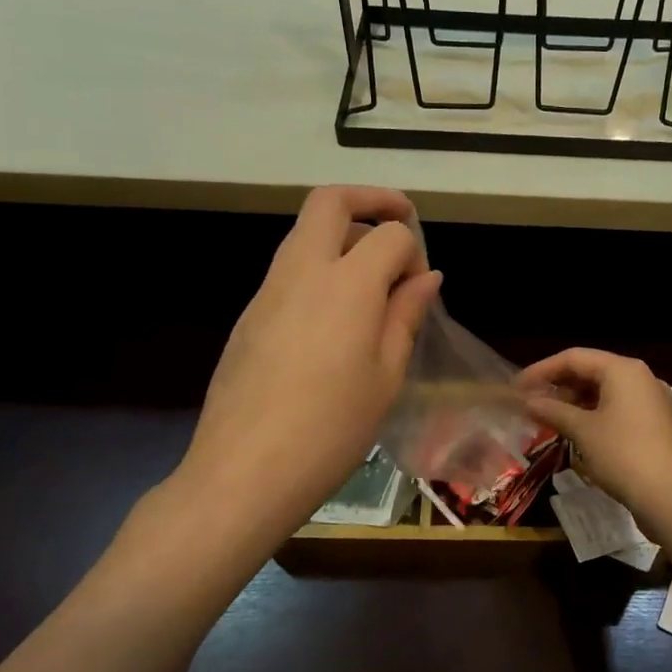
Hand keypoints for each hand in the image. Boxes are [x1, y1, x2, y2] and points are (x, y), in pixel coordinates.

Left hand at [172, 186, 440, 539]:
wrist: (245, 471)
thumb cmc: (332, 428)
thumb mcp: (387, 375)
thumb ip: (406, 315)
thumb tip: (426, 277)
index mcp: (347, 283)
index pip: (390, 234)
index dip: (414, 251)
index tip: (420, 288)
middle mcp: (303, 270)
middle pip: (330, 201)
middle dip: (371, 199)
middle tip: (400, 220)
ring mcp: (268, 290)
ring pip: (304, 232)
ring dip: (342, 234)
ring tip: (371, 278)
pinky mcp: (249, 314)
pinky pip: (289, 269)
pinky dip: (319, 268)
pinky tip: (335, 319)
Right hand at [517, 348, 671, 528]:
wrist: (669, 496)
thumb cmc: (622, 454)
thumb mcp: (582, 431)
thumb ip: (553, 411)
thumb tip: (528, 402)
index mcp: (623, 369)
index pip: (574, 358)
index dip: (542, 370)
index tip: (517, 387)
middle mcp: (640, 377)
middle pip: (591, 371)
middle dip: (559, 385)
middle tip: (531, 402)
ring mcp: (651, 400)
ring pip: (605, 390)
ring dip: (575, 401)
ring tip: (548, 417)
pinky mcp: (655, 422)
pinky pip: (618, 407)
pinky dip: (594, 413)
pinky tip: (576, 429)